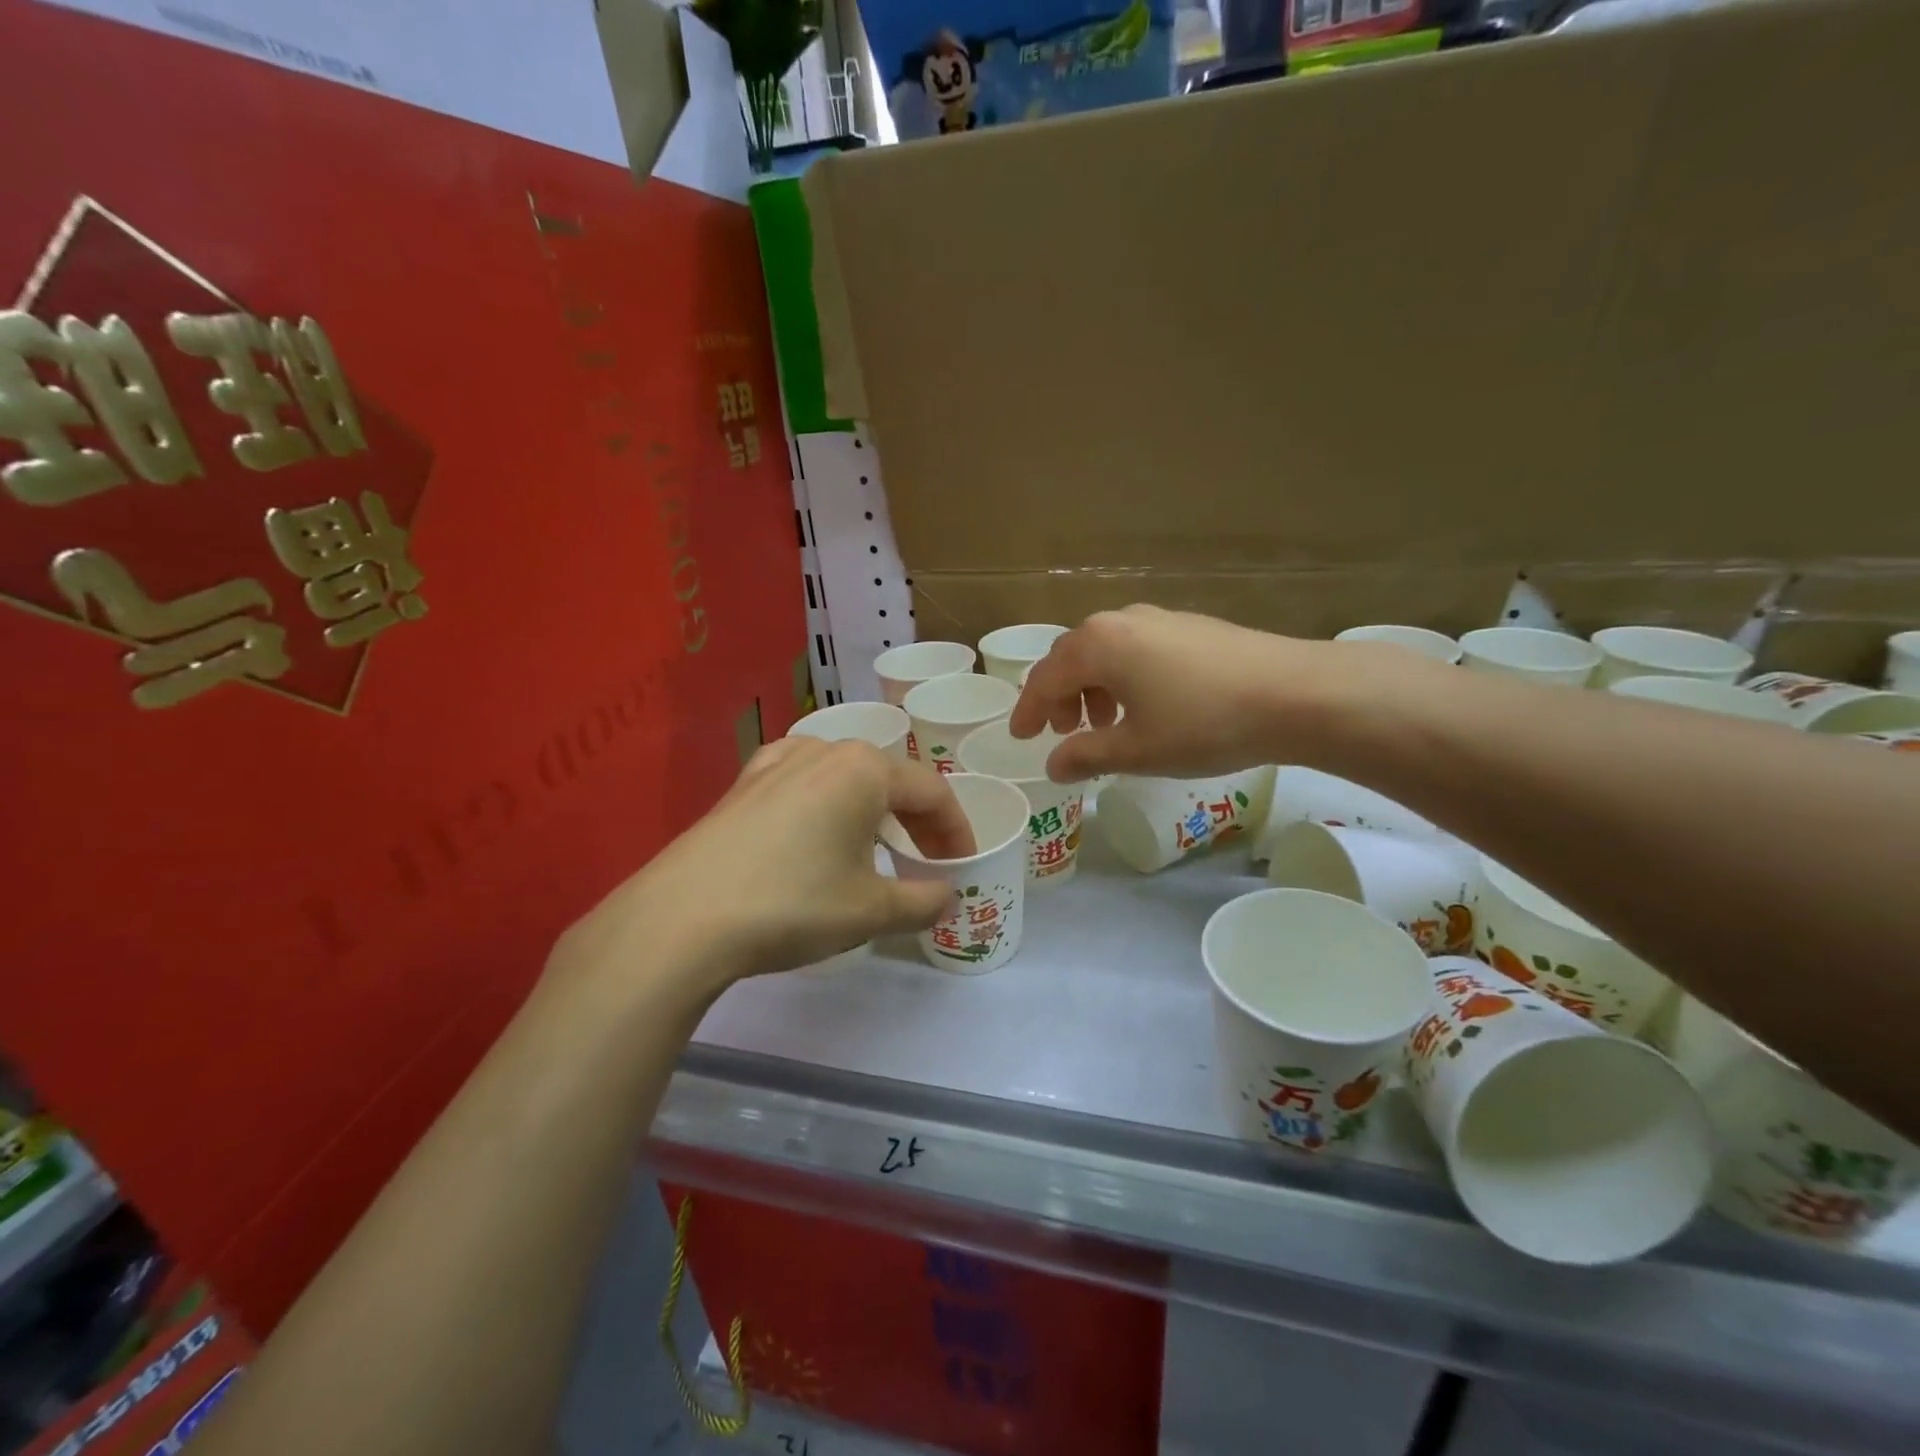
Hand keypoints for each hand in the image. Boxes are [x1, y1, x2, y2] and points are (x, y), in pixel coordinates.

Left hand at [553, 737, 975, 996]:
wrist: (683, 918)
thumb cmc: (793, 904)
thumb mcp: (870, 910)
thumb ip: (922, 900)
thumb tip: (945, 895)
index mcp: (865, 769)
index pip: (932, 792)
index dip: (956, 831)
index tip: (962, 866)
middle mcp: (824, 750)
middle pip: (889, 779)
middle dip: (916, 820)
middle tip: (927, 861)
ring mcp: (777, 761)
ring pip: (845, 778)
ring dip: (872, 809)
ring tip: (876, 845)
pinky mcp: (743, 783)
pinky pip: (802, 781)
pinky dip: (826, 802)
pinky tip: (816, 825)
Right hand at [1010, 605, 1395, 781]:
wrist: (1295, 694)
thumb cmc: (1203, 724)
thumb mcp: (1137, 750)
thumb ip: (1086, 756)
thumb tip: (1054, 765)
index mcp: (1098, 645)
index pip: (1045, 678)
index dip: (1029, 711)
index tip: (1021, 737)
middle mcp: (1121, 621)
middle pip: (1072, 658)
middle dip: (1061, 697)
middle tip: (1064, 733)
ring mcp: (1159, 618)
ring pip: (1107, 653)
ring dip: (1093, 688)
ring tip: (1106, 725)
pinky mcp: (1191, 626)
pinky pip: (1137, 649)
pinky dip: (1124, 678)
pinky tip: (1146, 707)